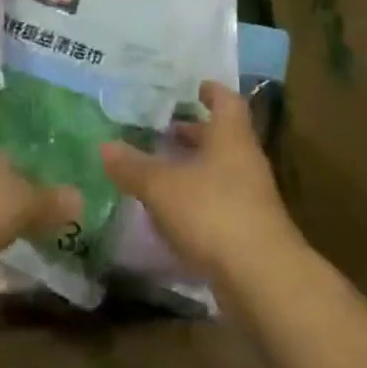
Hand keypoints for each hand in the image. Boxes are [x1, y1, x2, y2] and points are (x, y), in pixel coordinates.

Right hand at [100, 81, 300, 283]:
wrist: (262, 280)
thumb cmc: (213, 212)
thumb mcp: (161, 186)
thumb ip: (132, 166)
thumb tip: (104, 145)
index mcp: (230, 135)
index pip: (226, 100)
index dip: (210, 91)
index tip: (193, 88)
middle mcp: (245, 160)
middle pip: (221, 137)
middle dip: (194, 133)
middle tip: (163, 131)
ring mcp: (251, 197)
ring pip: (220, 171)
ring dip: (194, 169)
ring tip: (160, 170)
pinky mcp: (249, 231)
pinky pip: (220, 204)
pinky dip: (198, 202)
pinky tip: (172, 213)